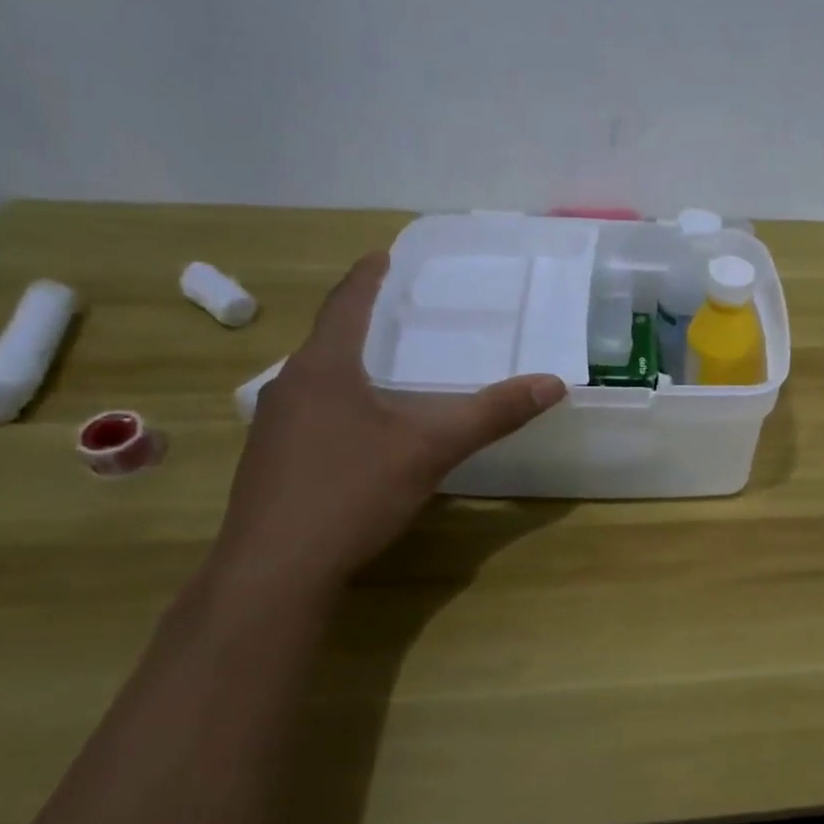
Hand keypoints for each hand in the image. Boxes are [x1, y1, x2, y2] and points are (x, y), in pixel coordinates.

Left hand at [214, 252, 566, 589]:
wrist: (275, 569)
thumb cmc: (352, 492)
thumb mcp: (431, 449)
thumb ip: (491, 414)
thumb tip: (553, 383)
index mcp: (324, 368)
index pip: (346, 304)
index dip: (368, 276)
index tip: (384, 253)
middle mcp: (289, 386)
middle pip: (327, 339)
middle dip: (361, 320)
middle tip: (398, 311)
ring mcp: (272, 426)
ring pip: (316, 379)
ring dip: (349, 364)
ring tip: (384, 365)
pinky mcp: (270, 462)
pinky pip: (310, 413)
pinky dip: (339, 402)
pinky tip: (360, 430)